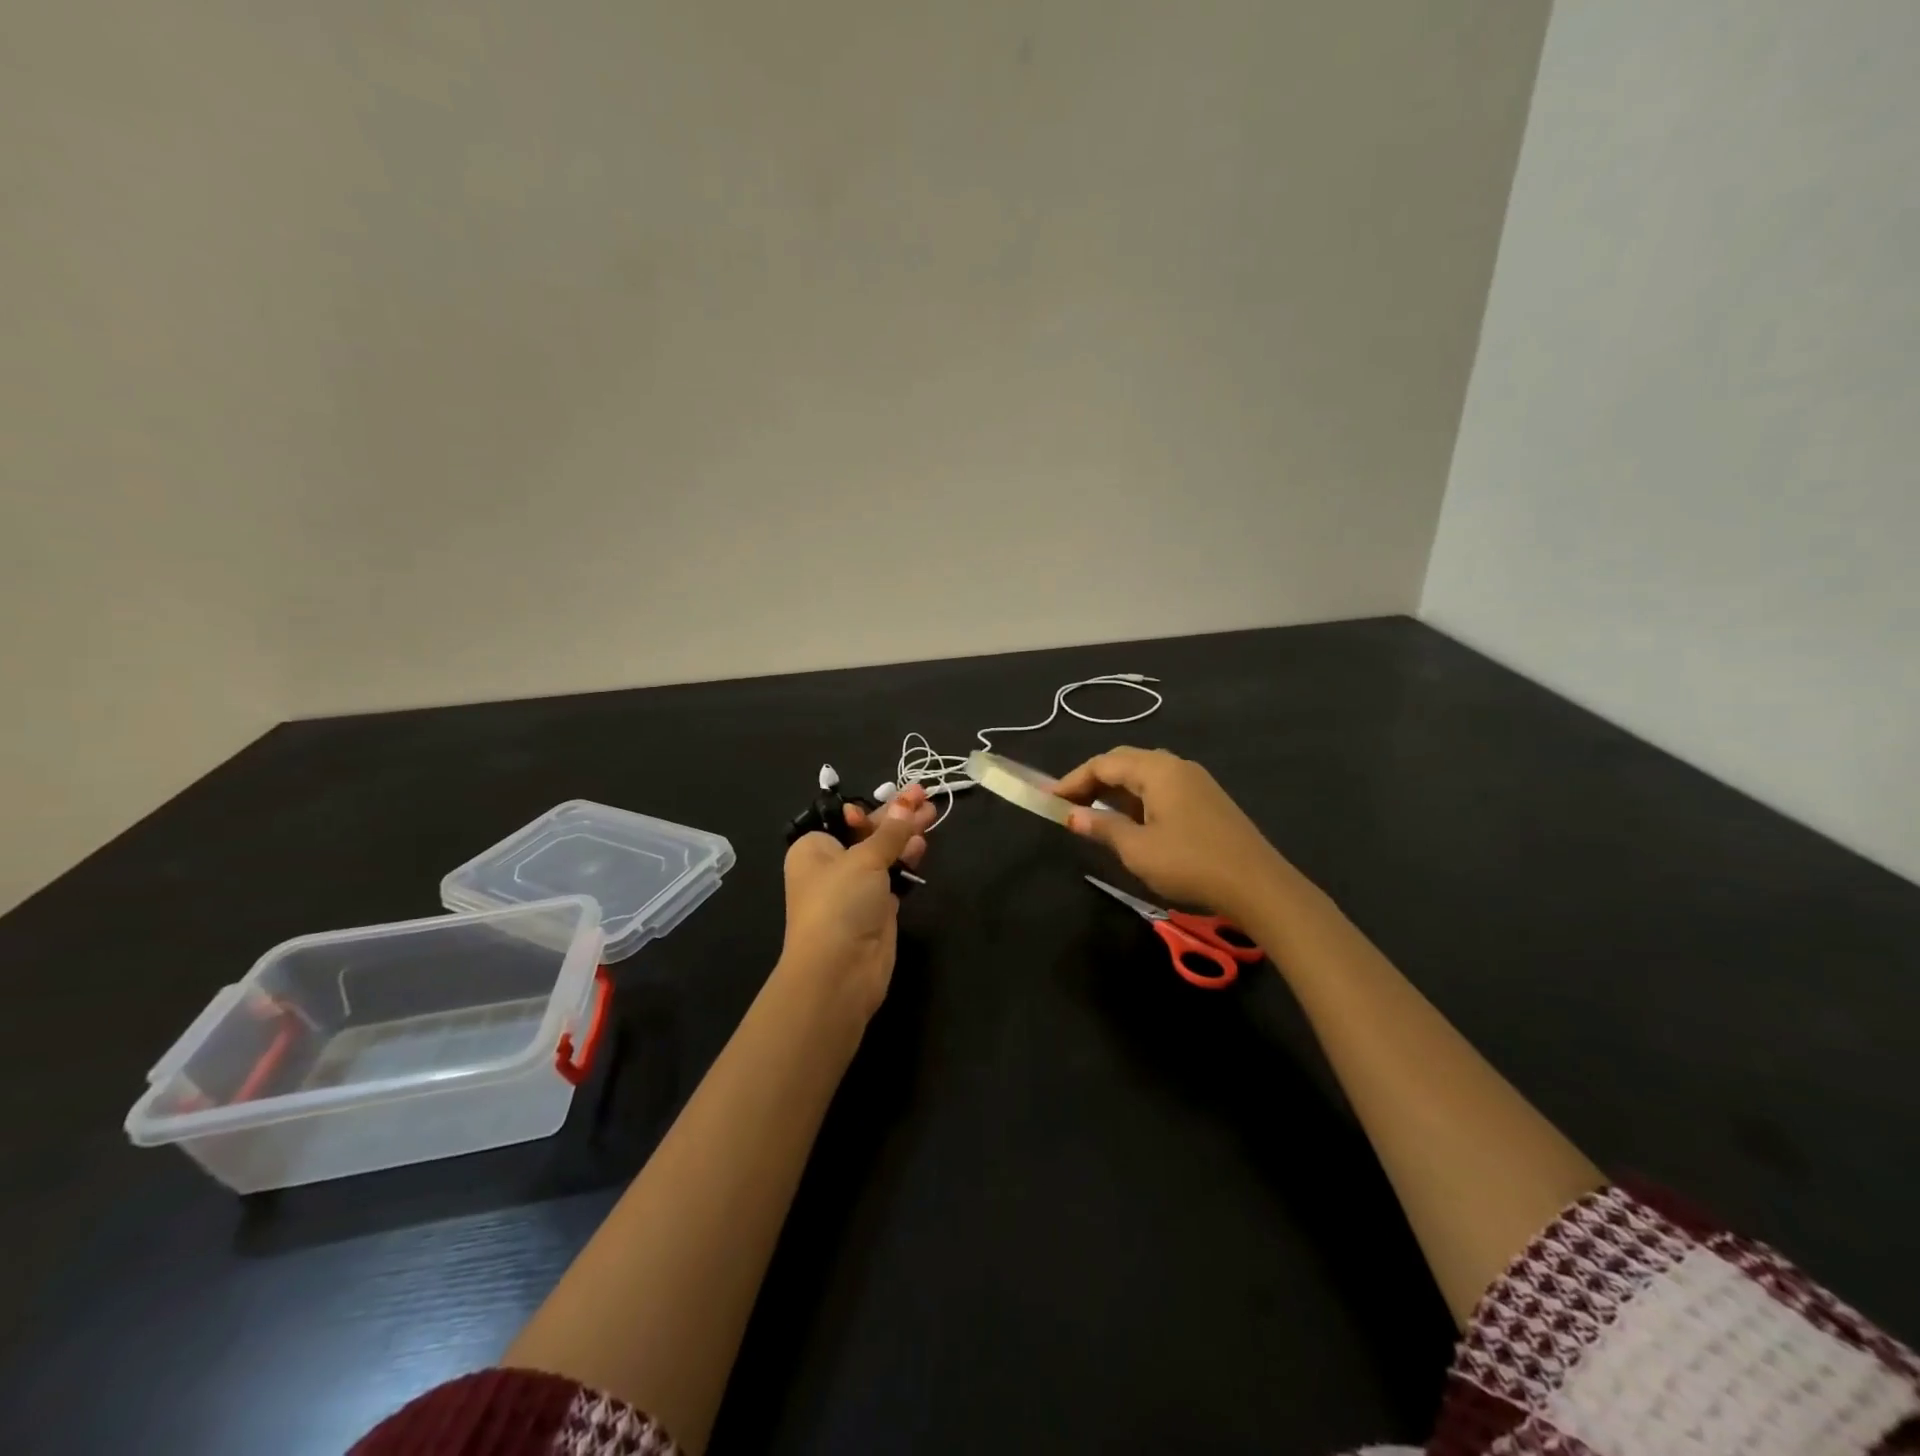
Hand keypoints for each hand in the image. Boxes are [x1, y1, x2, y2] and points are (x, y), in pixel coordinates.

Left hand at [780, 784, 934, 1016]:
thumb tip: (908, 801)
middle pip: (867, 833)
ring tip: (933, 815)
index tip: (900, 796)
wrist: (839, 971)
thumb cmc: (840, 903)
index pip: (844, 818)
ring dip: (905, 836)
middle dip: (897, 817)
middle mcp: (831, 866)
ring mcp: (855, 889)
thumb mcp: (864, 858)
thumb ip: (891, 831)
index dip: (872, 807)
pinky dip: (906, 861)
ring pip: (883, 854)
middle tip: (926, 797)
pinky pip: (893, 877)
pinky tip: (922, 846)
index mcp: (814, 848)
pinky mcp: (876, 909)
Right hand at [1053, 748, 1287, 921]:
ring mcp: (1196, 782)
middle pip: (1124, 762)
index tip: (1049, 800)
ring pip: (1144, 775)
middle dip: (1093, 781)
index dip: (1073, 780)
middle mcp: (1176, 766)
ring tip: (1094, 815)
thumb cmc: (1190, 863)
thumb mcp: (1137, 849)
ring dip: (1115, 791)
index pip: (1104, 764)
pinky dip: (1137, 800)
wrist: (1258, 885)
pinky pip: (1162, 789)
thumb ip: (1102, 828)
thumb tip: (1072, 817)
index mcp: (1157, 770)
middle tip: (1068, 805)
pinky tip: (1131, 823)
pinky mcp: (1207, 800)